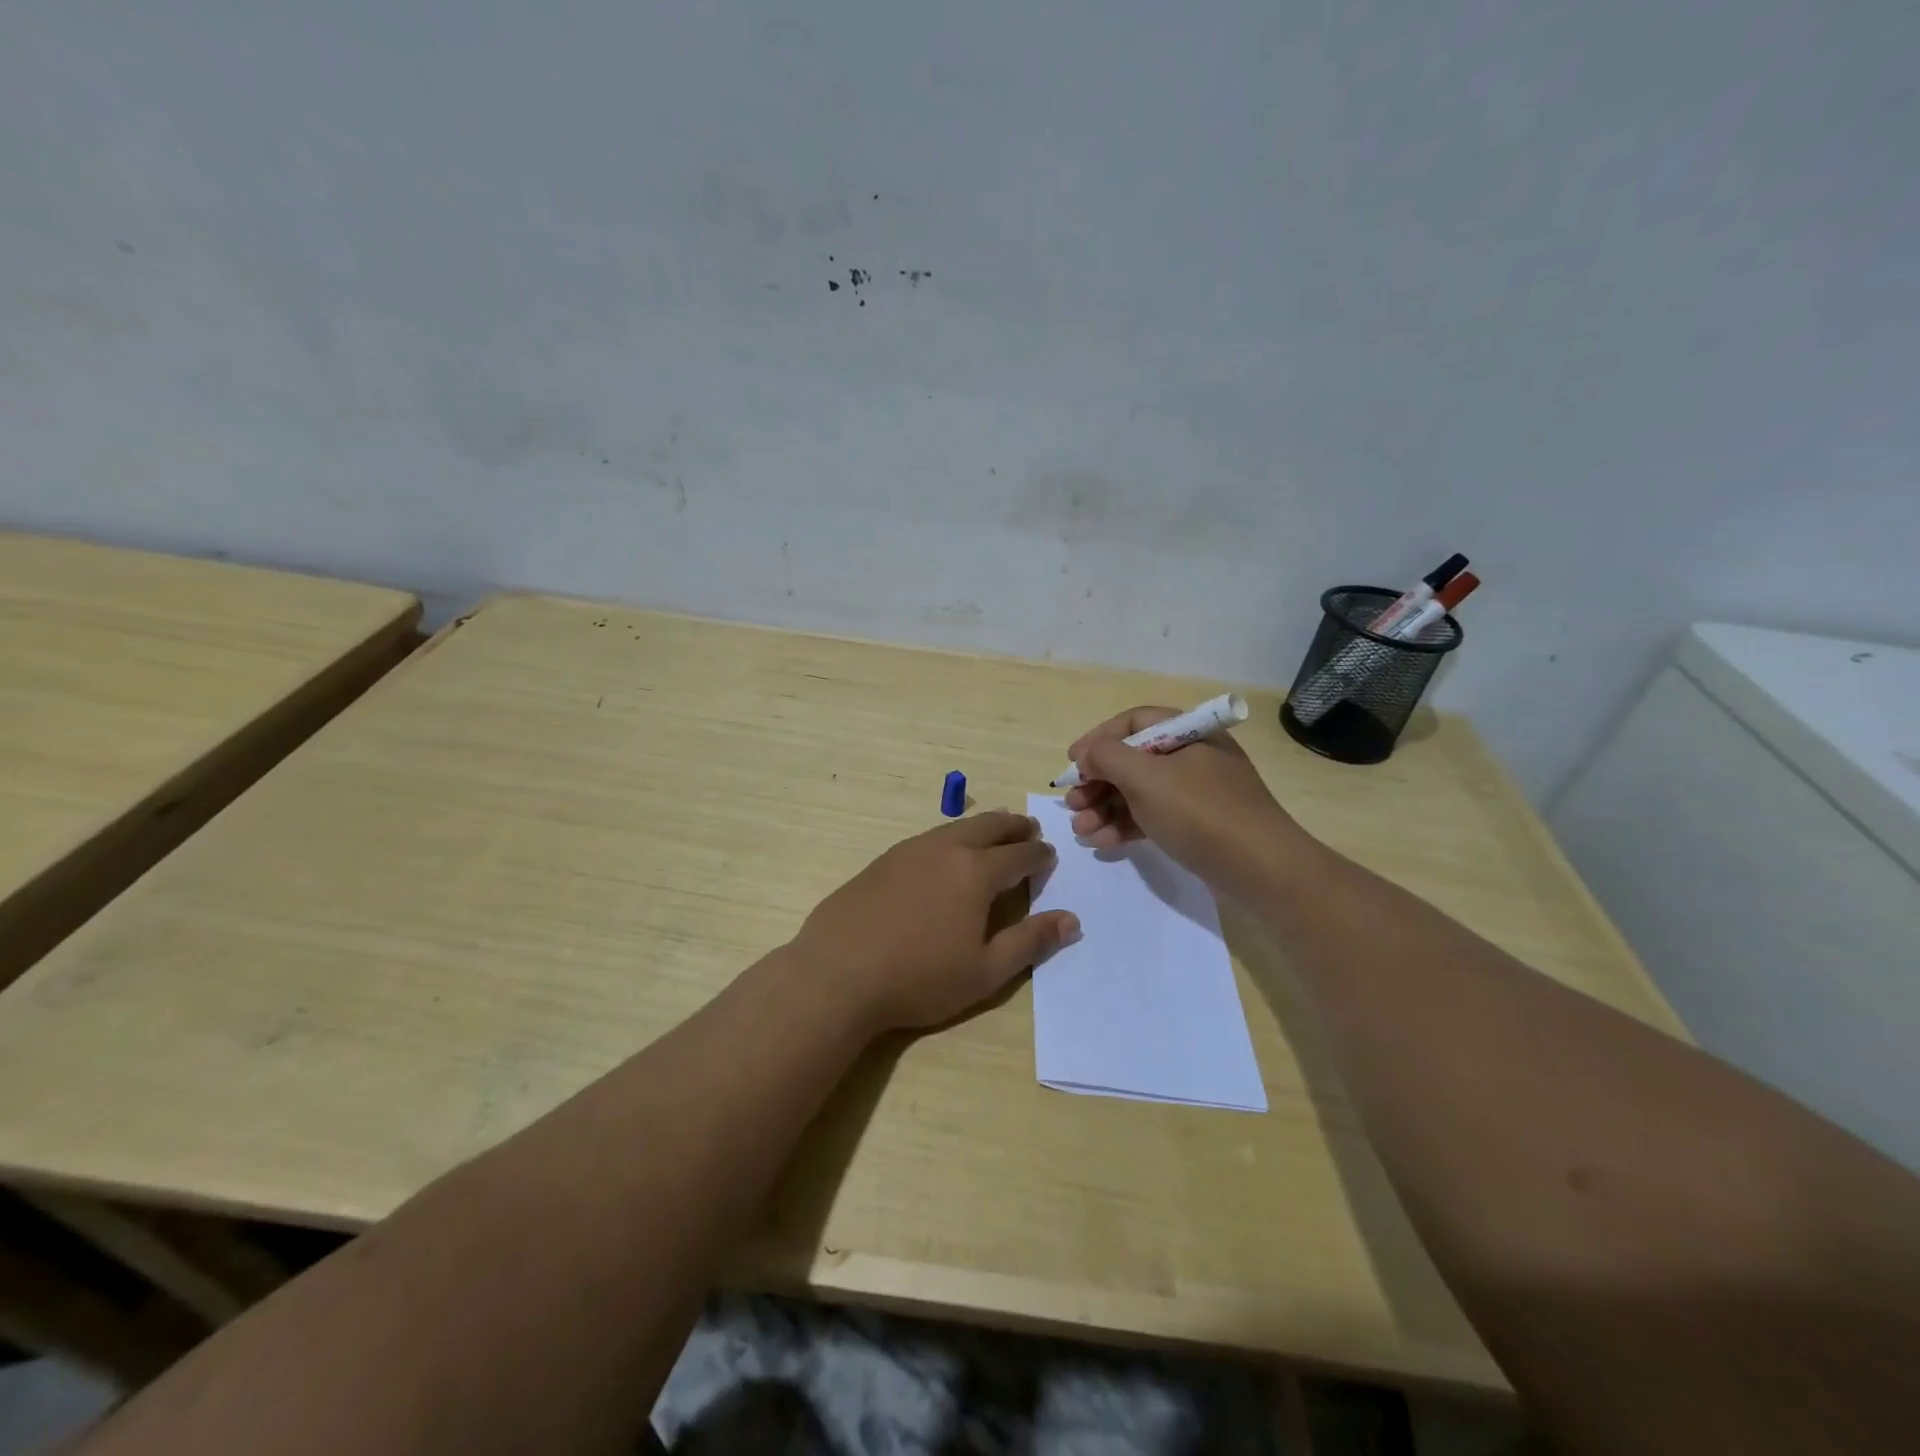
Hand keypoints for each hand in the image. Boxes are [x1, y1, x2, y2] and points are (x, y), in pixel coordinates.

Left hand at [792, 811, 1079, 1034]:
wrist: (838, 973)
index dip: (1039, 854)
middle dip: (1014, 827)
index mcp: (976, 872)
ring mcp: (909, 851)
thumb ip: (1030, 942)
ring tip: (993, 831)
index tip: (1049, 854)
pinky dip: (950, 837)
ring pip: (955, 828)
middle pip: (988, 828)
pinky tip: (944, 853)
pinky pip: (928, 838)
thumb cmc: (919, 978)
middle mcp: (945, 849)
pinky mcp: (882, 861)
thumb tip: (1071, 920)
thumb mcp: (985, 971)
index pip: (1019, 855)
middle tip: (1029, 827)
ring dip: (981, 827)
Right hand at [1063, 706, 1307, 897]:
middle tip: (1071, 803)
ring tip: (1081, 830)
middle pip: (1133, 759)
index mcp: (1188, 733)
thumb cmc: (1200, 812)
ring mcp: (1196, 793)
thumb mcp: (1146, 777)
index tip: (1072, 763)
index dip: (1098, 738)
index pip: (1133, 722)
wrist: (1261, 870)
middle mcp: (1193, 756)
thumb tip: (1089, 756)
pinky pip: (1153, 817)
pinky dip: (1125, 826)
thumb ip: (1107, 757)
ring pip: (1139, 792)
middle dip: (1097, 782)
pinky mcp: (1197, 825)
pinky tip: (1103, 843)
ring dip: (1105, 808)